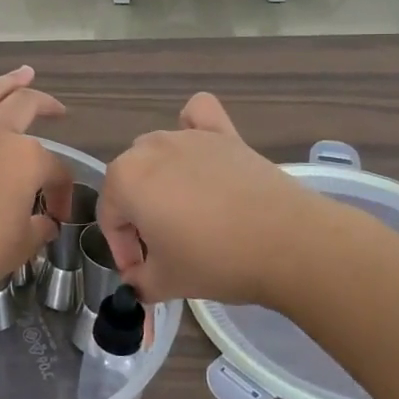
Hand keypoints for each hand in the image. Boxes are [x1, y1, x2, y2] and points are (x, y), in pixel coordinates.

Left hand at [0, 67, 73, 303]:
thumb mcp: (21, 246)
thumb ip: (38, 228)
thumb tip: (46, 223)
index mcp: (26, 159)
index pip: (56, 168)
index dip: (62, 191)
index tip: (57, 215)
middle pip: (26, 106)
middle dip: (46, 105)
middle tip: (56, 109)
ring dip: (8, 81)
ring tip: (22, 73)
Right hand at [98, 92, 337, 306]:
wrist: (288, 244)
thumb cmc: (215, 261)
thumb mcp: (166, 282)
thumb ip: (139, 280)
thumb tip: (137, 280)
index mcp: (125, 179)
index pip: (110, 217)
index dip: (123, 251)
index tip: (142, 273)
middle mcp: (149, 148)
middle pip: (130, 183)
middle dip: (139, 216)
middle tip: (164, 250)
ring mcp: (188, 137)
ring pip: (157, 154)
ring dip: (161, 182)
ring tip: (188, 216)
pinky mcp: (225, 134)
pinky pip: (198, 116)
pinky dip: (193, 126)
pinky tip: (199, 149)